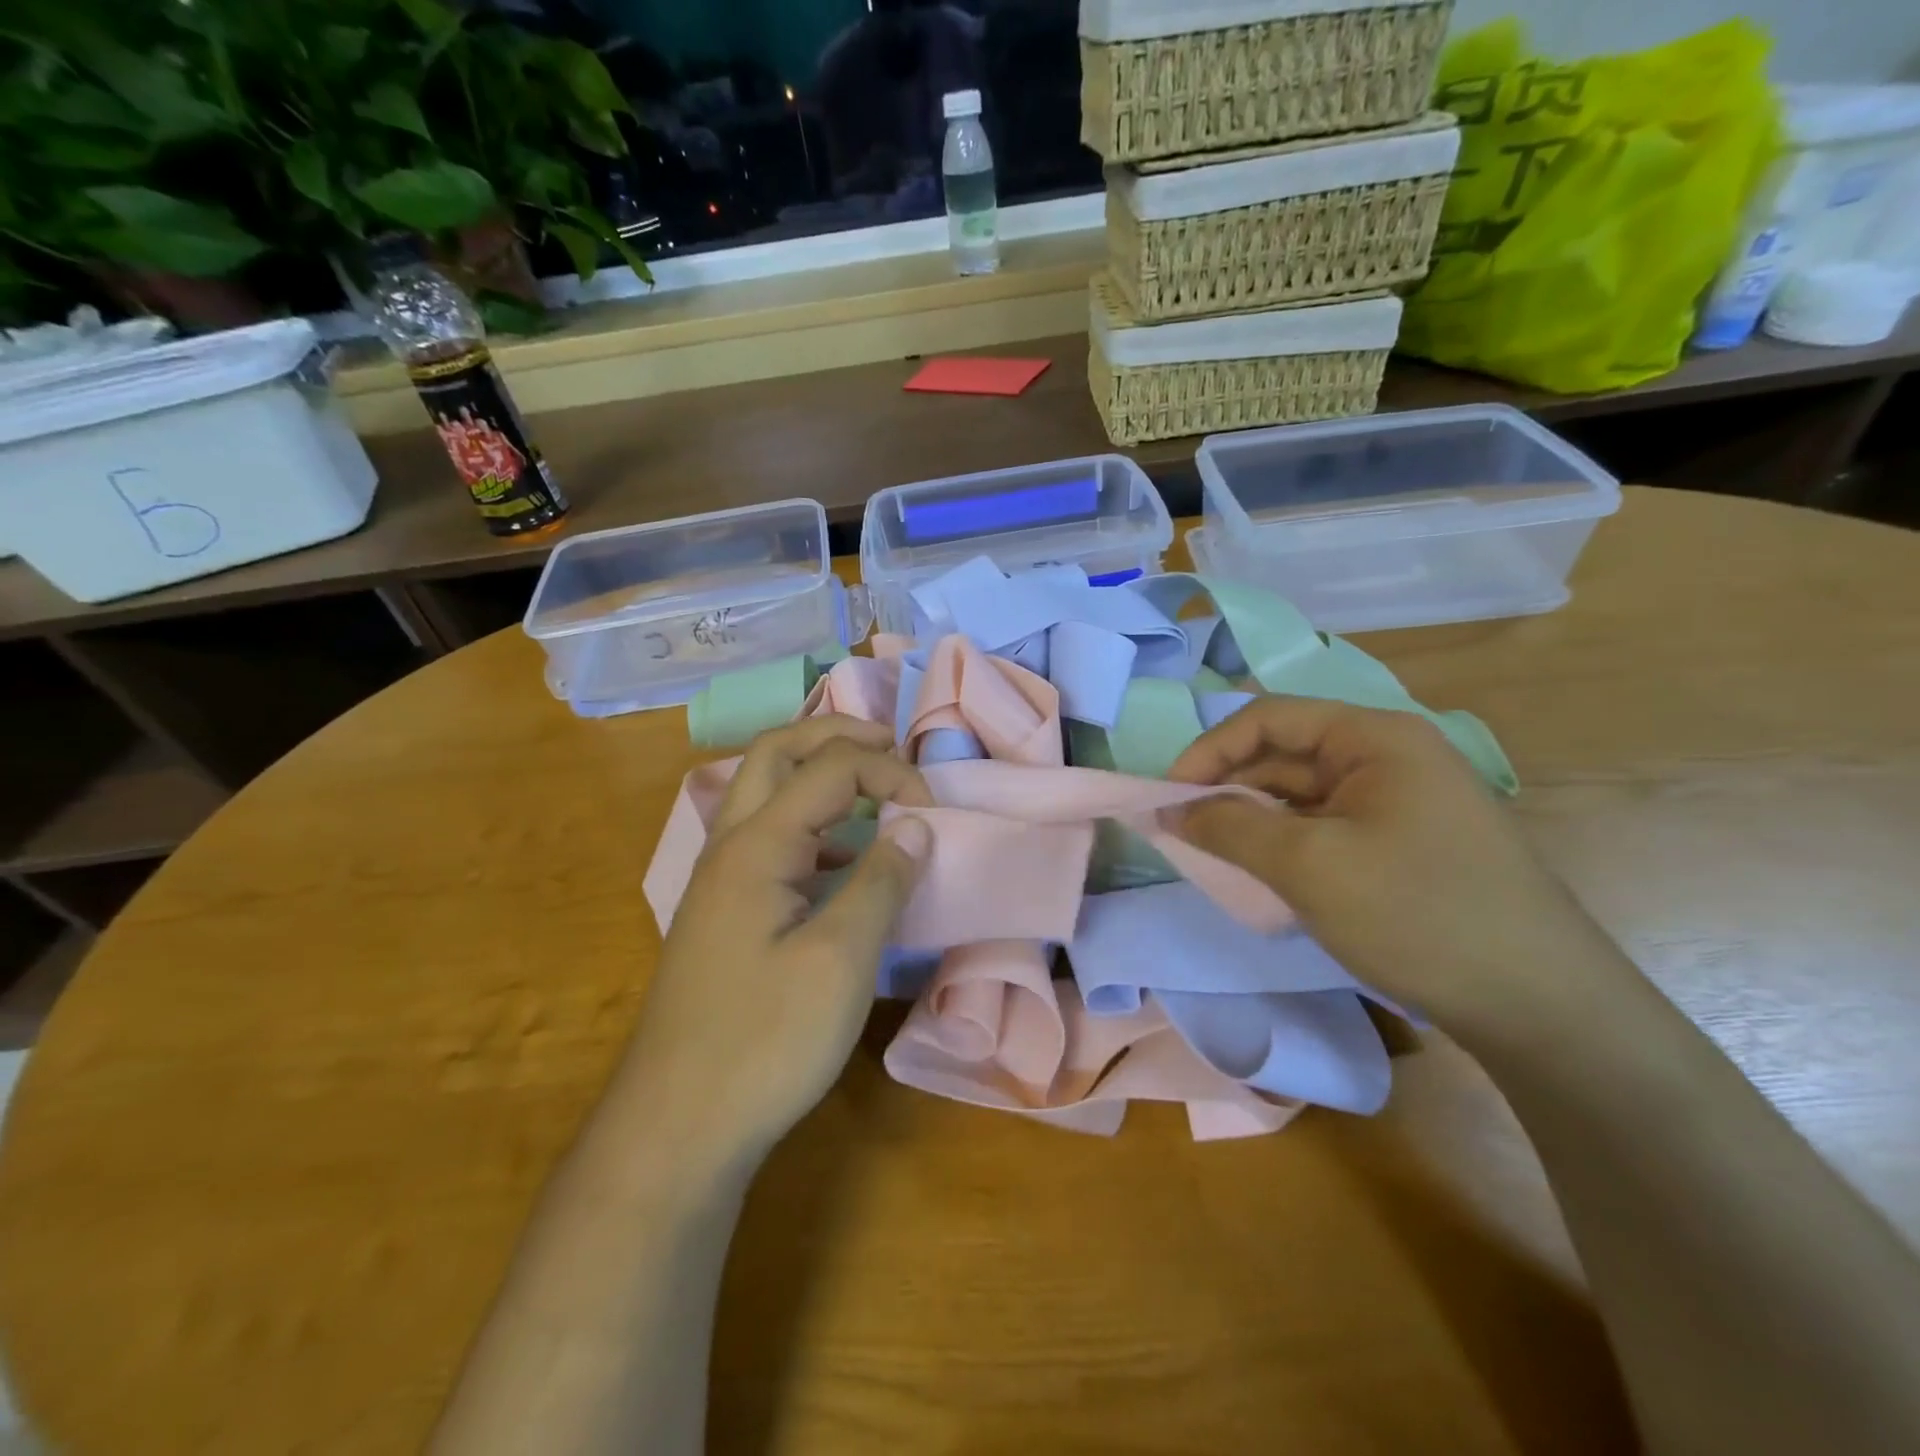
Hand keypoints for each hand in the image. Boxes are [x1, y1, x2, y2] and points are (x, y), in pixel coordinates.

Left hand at [624, 717, 933, 1165]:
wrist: (676, 1128)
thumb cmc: (764, 1041)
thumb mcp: (840, 960)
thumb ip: (881, 882)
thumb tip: (916, 827)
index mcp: (757, 846)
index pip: (830, 769)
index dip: (890, 774)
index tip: (934, 813)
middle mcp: (730, 847)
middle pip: (777, 753)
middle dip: (835, 735)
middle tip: (888, 744)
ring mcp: (720, 881)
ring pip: (765, 794)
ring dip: (816, 774)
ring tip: (869, 789)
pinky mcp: (724, 915)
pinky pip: (768, 840)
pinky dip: (809, 824)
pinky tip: (840, 862)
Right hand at [1167, 696, 1628, 1032]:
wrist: (1541, 1006)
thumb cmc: (1416, 914)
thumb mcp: (1308, 866)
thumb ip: (1229, 827)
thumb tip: (1170, 809)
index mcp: (1374, 737)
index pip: (1269, 718)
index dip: (1209, 750)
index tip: (1169, 796)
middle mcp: (1389, 756)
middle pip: (1285, 753)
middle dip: (1228, 786)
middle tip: (1182, 830)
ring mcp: (1400, 801)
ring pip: (1302, 793)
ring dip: (1254, 817)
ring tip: (1215, 853)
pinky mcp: (1404, 842)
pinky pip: (1326, 826)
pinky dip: (1286, 842)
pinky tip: (1265, 873)